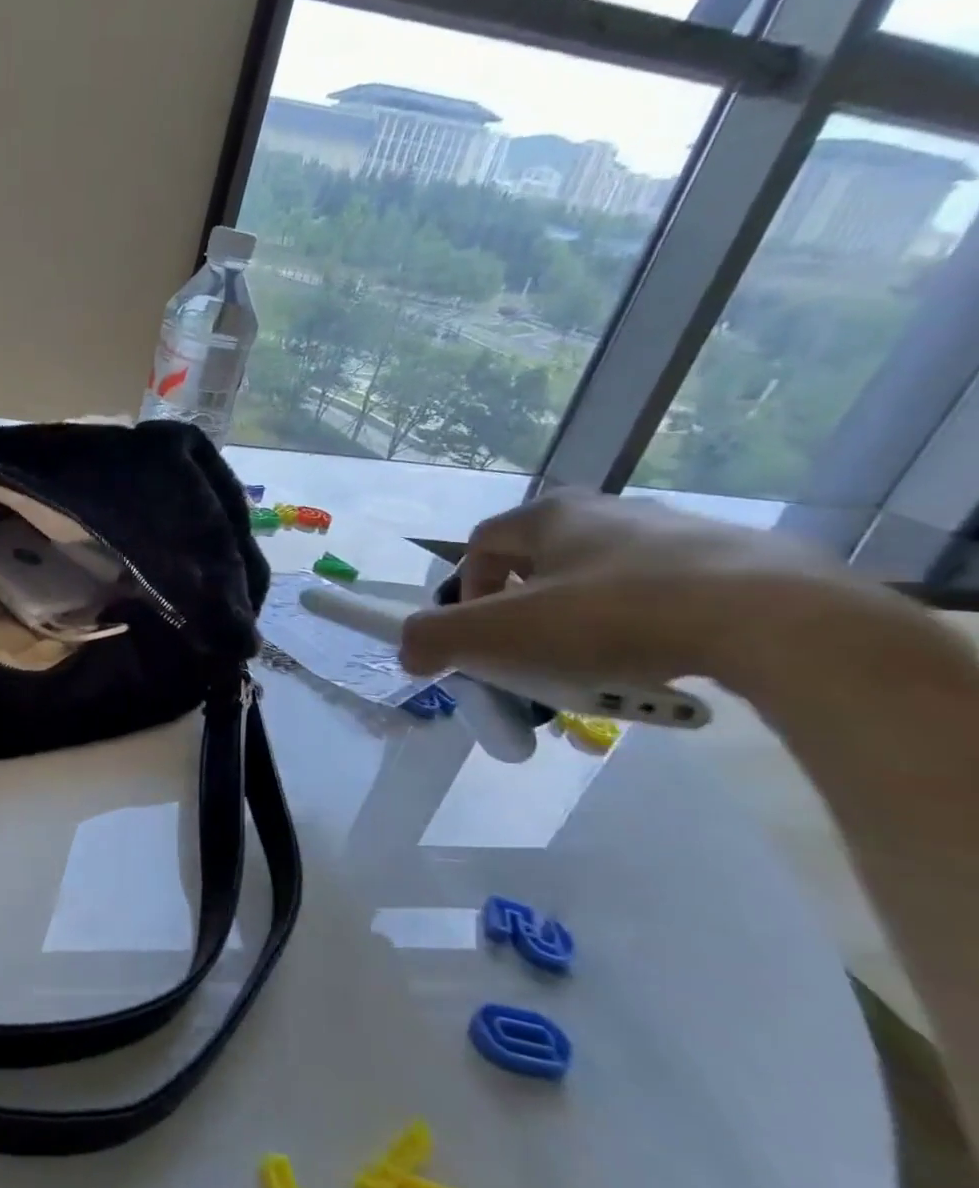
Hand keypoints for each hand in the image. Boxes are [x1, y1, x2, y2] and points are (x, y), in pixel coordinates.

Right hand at [399, 489, 864, 689]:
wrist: (779, 622)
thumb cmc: (615, 616)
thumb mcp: (502, 632)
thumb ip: (436, 638)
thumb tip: (408, 652)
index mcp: (552, 515)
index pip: (482, 544)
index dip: (465, 591)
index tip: (478, 637)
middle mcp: (609, 511)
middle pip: (539, 567)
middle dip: (524, 618)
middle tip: (532, 661)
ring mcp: (676, 535)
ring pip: (599, 587)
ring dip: (580, 630)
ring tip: (595, 675)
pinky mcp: (733, 566)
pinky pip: (661, 602)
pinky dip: (641, 635)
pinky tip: (654, 669)